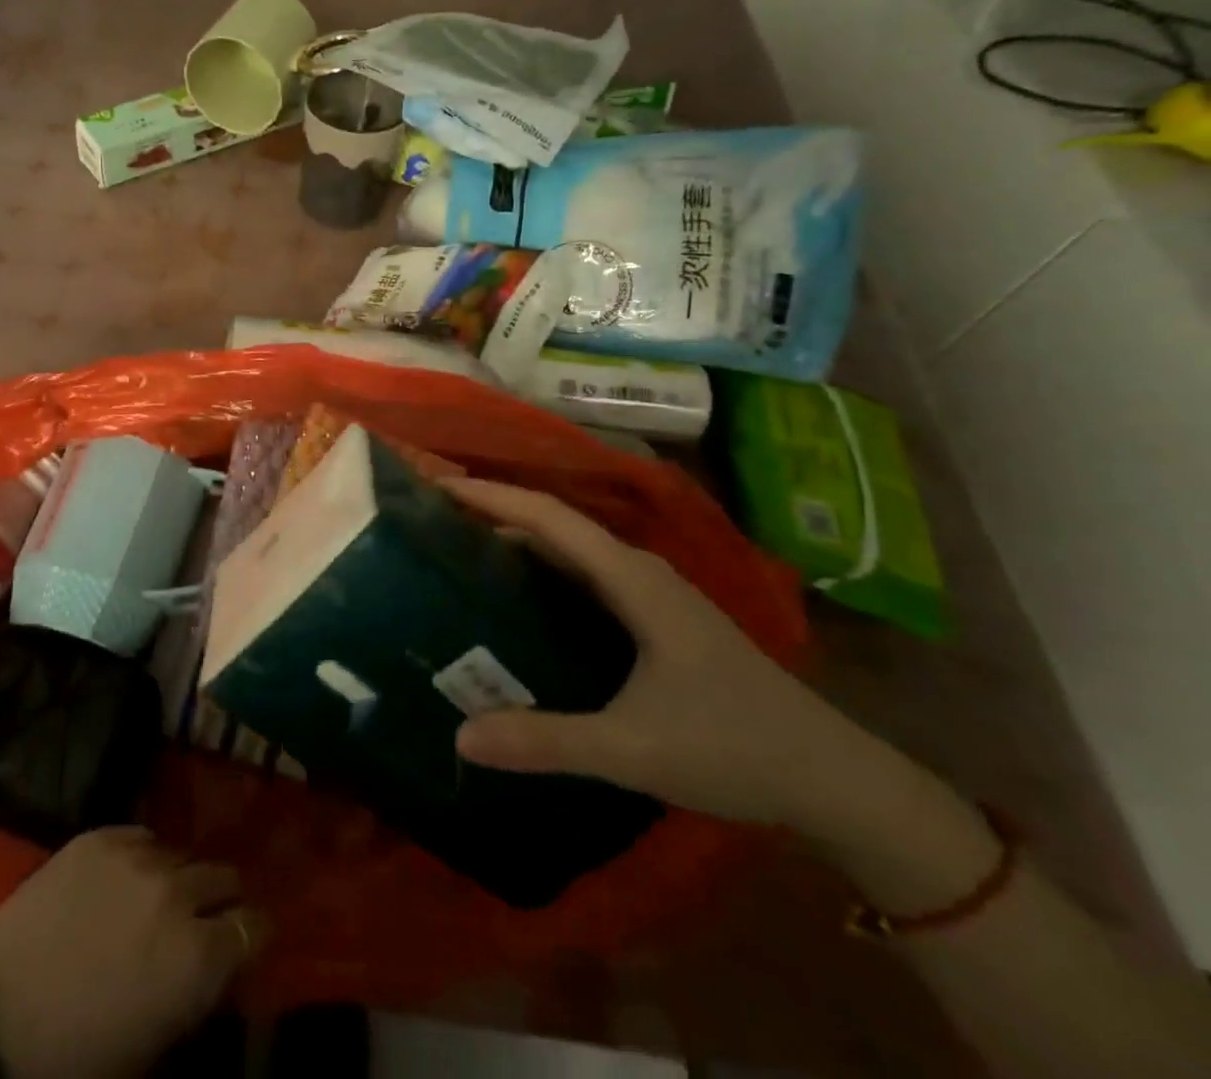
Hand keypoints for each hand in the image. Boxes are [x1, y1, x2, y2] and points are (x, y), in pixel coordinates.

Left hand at [0, 827, 264, 1078]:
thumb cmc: (76, 1057)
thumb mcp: (155, 1043)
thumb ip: (197, 992)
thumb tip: (218, 961)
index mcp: (198, 956)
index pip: (255, 926)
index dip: (252, 934)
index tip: (243, 940)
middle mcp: (177, 893)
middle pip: (224, 878)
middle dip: (221, 900)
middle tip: (203, 920)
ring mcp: (137, 857)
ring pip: (182, 855)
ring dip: (180, 878)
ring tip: (159, 899)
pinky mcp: (100, 835)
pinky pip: (142, 837)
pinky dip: (142, 858)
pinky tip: (123, 881)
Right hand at [445, 479, 1002, 912]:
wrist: (834, 778)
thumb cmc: (734, 747)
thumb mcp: (632, 748)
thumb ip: (546, 741)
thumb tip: (460, 736)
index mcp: (632, 579)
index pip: (547, 518)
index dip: (490, 496)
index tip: (435, 486)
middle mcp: (638, 571)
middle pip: (554, 524)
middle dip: (494, 511)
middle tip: (432, 518)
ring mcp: (651, 594)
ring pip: (570, 549)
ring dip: (517, 539)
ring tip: (460, 548)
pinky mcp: (656, 618)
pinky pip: (583, 576)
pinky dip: (542, 570)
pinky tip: (517, 599)